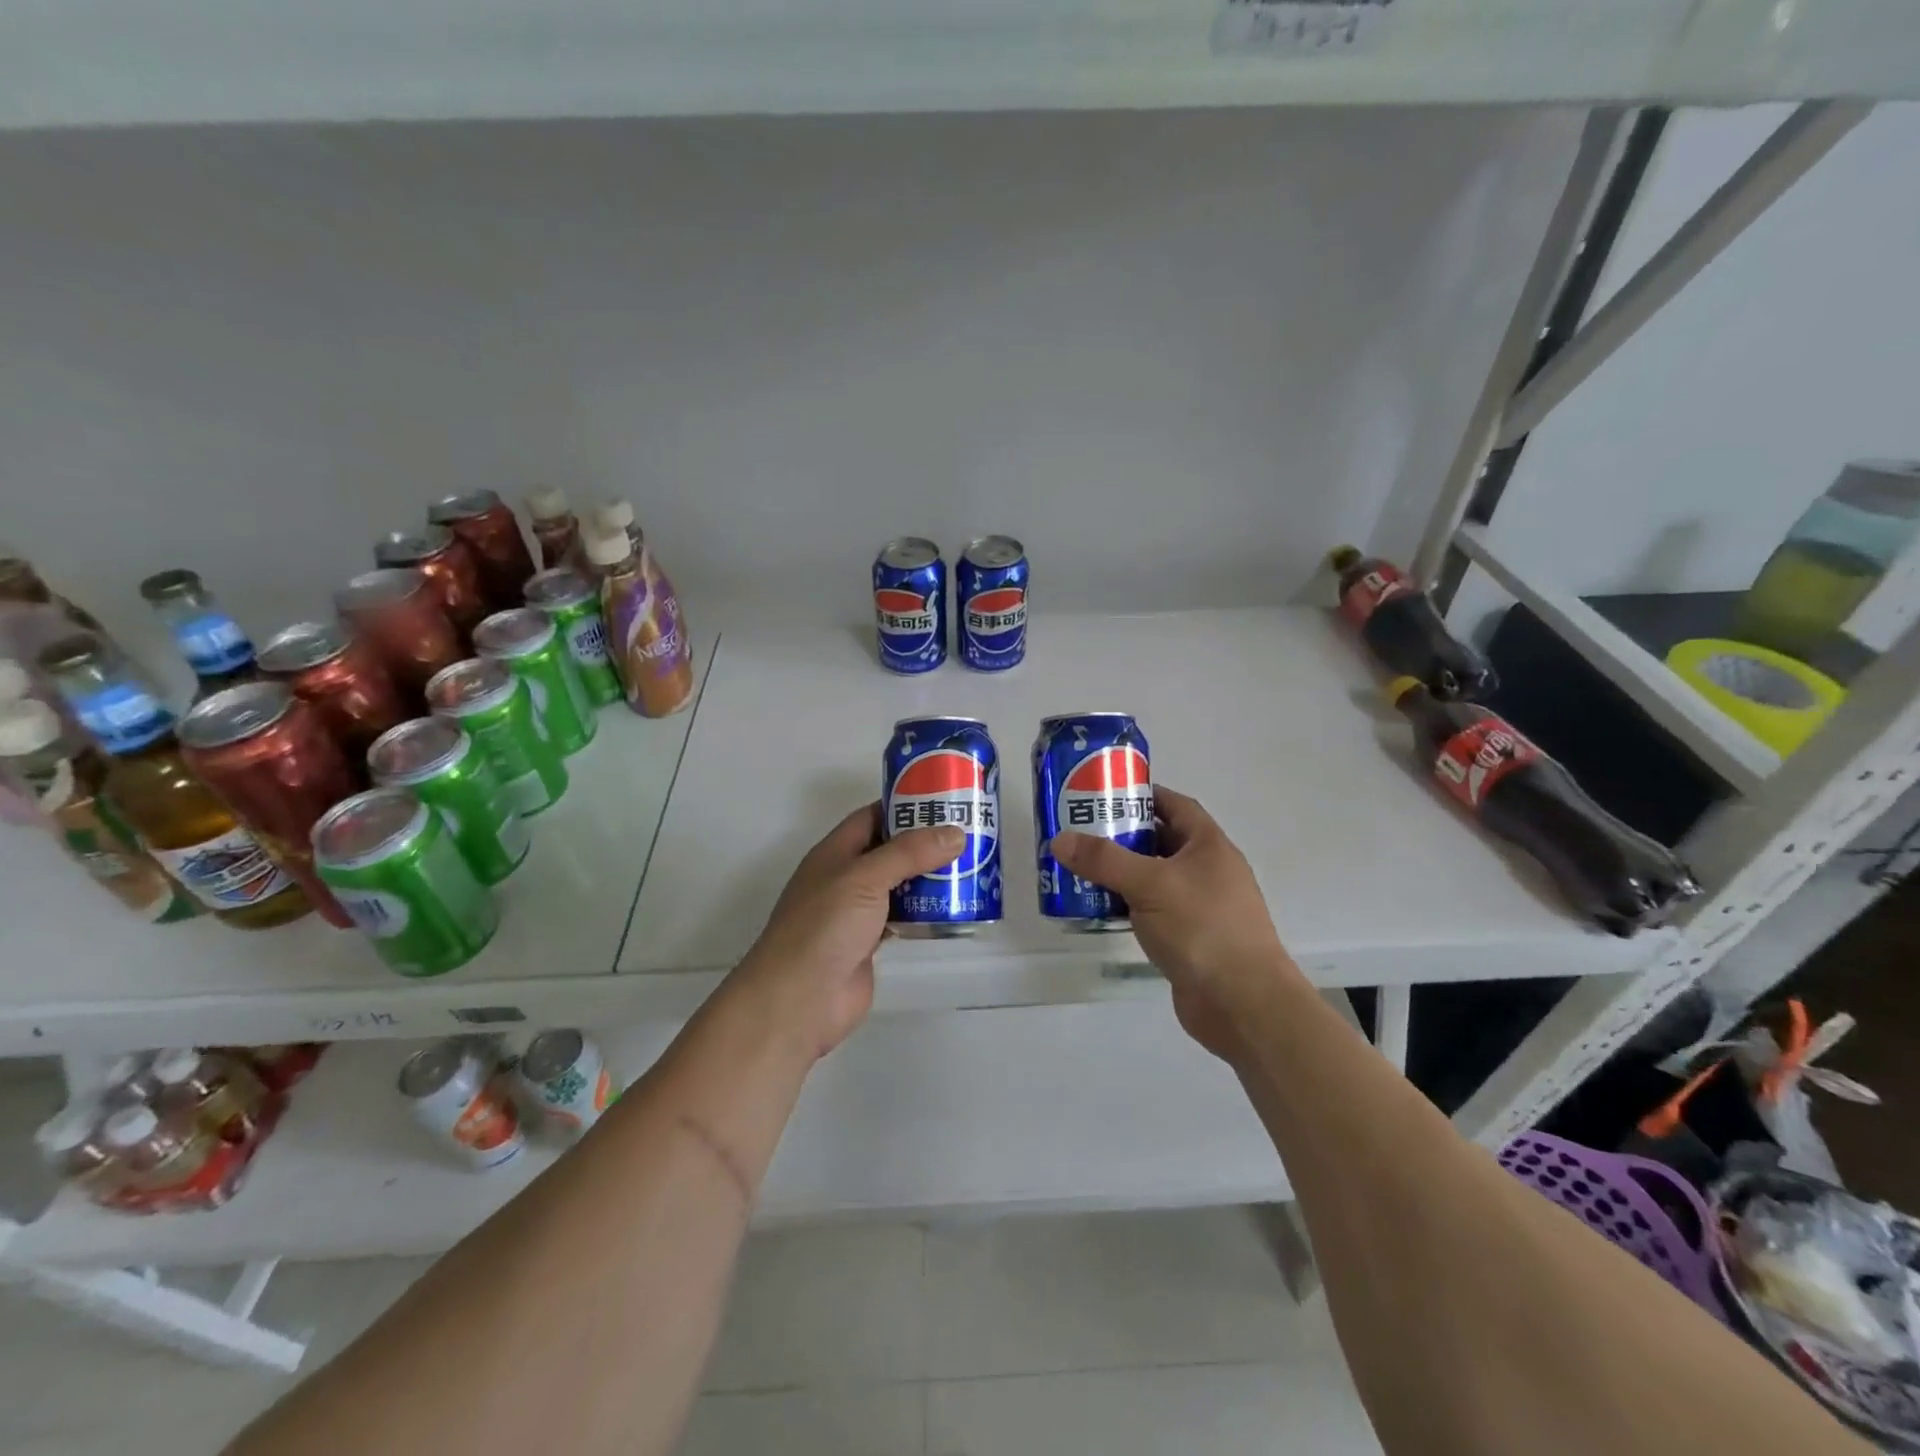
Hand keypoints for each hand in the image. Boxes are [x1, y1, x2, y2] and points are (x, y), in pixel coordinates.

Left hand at [730, 803, 965, 1061]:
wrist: (799, 1000)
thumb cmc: (825, 927)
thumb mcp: (865, 878)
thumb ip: (909, 853)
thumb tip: (955, 833)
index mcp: (834, 852)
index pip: (872, 816)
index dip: (904, 805)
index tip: (944, 800)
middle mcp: (844, 877)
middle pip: (888, 850)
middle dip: (924, 841)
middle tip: (968, 833)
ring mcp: (855, 912)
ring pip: (897, 884)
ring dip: (927, 877)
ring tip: (969, 866)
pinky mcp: (868, 943)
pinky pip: (901, 916)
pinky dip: (923, 910)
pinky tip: (951, 907)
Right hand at [1050, 787, 1299, 1059]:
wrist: (1243, 1004)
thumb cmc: (1203, 929)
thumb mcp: (1151, 884)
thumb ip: (1105, 860)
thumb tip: (1060, 839)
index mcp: (1209, 846)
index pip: (1175, 805)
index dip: (1143, 795)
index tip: (1104, 793)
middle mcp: (1207, 871)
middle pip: (1161, 841)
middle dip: (1123, 835)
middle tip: (1081, 832)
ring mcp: (1200, 907)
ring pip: (1154, 878)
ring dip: (1121, 873)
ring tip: (1080, 868)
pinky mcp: (1189, 939)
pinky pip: (1152, 911)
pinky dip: (1128, 906)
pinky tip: (1099, 909)